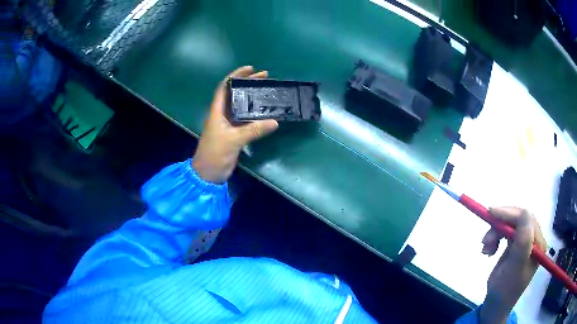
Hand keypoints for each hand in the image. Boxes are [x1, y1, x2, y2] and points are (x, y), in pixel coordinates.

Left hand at [192, 66, 278, 183]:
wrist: (208, 174)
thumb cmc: (215, 154)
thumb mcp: (234, 140)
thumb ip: (254, 130)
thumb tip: (275, 121)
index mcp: (217, 111)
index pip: (224, 87)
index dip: (236, 76)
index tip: (250, 69)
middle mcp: (222, 115)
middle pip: (235, 94)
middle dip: (248, 84)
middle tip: (266, 77)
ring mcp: (228, 125)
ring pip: (241, 106)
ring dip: (253, 98)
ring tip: (268, 90)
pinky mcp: (234, 134)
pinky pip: (246, 120)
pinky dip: (255, 114)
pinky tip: (266, 111)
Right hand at [479, 207, 546, 323]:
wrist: (494, 306)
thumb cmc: (505, 290)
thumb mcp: (515, 268)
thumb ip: (523, 241)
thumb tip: (525, 211)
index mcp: (538, 244)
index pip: (527, 219)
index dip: (510, 213)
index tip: (490, 213)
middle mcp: (534, 240)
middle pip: (518, 220)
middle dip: (500, 226)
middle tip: (485, 239)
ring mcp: (525, 242)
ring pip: (510, 225)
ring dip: (495, 233)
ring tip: (485, 249)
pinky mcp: (515, 245)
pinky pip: (505, 233)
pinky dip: (495, 238)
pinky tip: (489, 250)